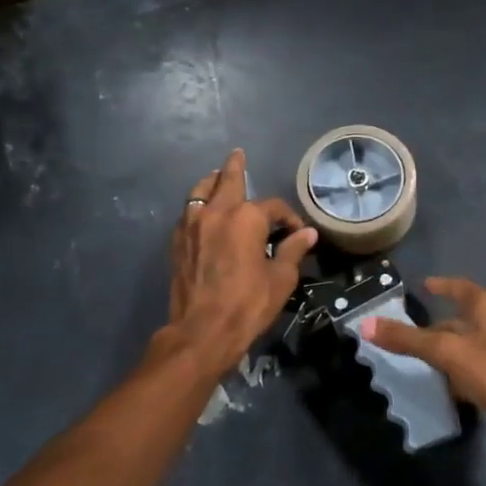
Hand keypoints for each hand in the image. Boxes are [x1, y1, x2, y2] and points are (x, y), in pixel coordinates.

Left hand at [164, 149, 315, 376]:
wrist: (202, 331)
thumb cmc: (248, 304)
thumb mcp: (280, 279)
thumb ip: (292, 250)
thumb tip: (307, 234)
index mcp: (246, 218)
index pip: (273, 207)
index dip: (288, 217)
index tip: (296, 233)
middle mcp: (217, 212)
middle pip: (227, 180)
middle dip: (235, 167)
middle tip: (238, 154)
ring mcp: (192, 225)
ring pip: (201, 191)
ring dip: (211, 182)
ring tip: (217, 178)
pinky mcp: (178, 242)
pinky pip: (188, 213)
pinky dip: (198, 206)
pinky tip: (203, 214)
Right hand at [361, 277, 485, 455]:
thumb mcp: (449, 353)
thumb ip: (408, 340)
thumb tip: (365, 324)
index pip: (461, 287)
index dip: (443, 284)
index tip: (425, 284)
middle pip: (464, 319)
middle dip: (438, 326)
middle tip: (410, 335)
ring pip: (472, 346)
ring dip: (450, 352)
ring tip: (424, 363)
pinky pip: (482, 369)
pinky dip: (463, 373)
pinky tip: (451, 389)